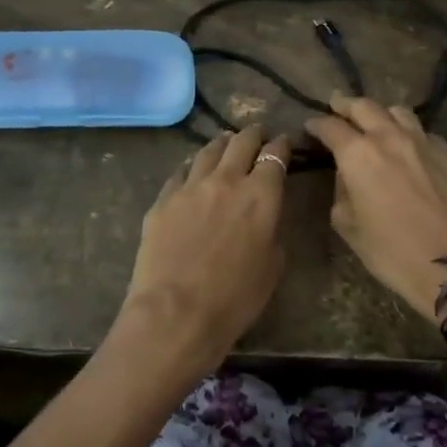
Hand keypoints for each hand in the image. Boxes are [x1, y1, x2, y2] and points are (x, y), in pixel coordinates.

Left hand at [109, 125, 292, 382]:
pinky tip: (192, 170)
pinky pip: (181, 173)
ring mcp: (190, 186)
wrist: (176, 313)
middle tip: (257, 134)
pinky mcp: (163, 199)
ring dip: (222, 144)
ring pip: (208, 151)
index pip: (275, 156)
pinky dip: (192, 167)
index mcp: (261, 195)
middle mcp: (226, 180)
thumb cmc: (234, 299)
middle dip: (253, 134)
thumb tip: (263, 216)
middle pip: (241, 142)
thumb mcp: (272, 267)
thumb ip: (272, 230)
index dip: (281, 145)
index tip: (283, 142)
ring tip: (226, 142)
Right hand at [305, 94, 446, 320]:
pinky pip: (425, 133)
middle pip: (365, 107)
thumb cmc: (395, 253)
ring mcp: (425, 143)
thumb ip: (342, 194)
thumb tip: (347, 179)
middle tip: (337, 105)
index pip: (331, 127)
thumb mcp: (350, 228)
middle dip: (346, 105)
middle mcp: (391, 138)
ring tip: (376, 121)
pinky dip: (410, 133)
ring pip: (399, 112)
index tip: (310, 126)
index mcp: (359, 154)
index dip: (317, 124)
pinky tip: (411, 148)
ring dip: (381, 113)